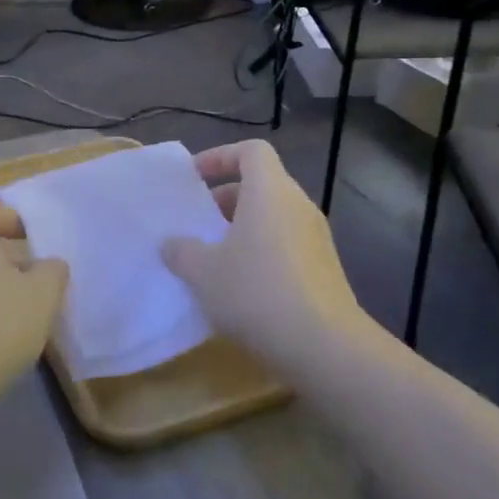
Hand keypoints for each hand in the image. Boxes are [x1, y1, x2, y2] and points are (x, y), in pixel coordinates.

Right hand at [161, 140, 363, 365]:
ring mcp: (316, 238)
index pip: (251, 151)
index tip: (194, 179)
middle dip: (225, 198)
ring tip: (213, 257)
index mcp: (270, 192)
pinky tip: (239, 286)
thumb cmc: (257, 292)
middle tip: (197, 222)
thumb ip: (181, 251)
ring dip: (241, 227)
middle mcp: (298, 206)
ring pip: (273, 216)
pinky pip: (285, 244)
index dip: (219, 156)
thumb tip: (172, 244)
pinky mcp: (324, 269)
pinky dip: (260, 251)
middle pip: (261, 183)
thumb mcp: (203, 271)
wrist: (326, 348)